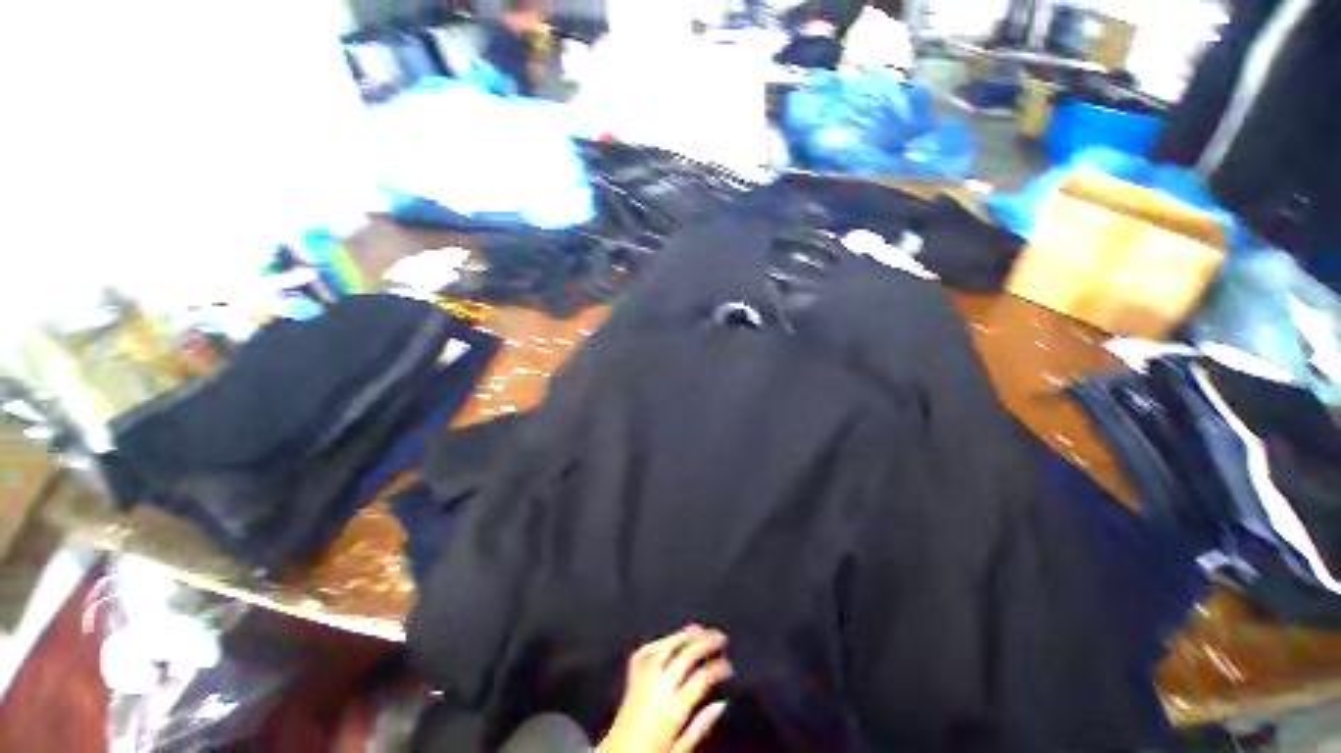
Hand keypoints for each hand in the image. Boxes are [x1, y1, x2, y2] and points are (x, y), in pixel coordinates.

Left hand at [596, 625, 732, 752]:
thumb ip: (700, 728)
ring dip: (683, 635)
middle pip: (685, 656)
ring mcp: (643, 681)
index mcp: (673, 709)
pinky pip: (643, 654)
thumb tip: (721, 704)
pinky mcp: (631, 681)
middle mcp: (658, 688)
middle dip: (705, 643)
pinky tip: (668, 640)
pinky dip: (657, 643)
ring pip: (665, 648)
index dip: (718, 668)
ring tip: (699, 629)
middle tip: (720, 637)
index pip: (701, 679)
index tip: (729, 667)